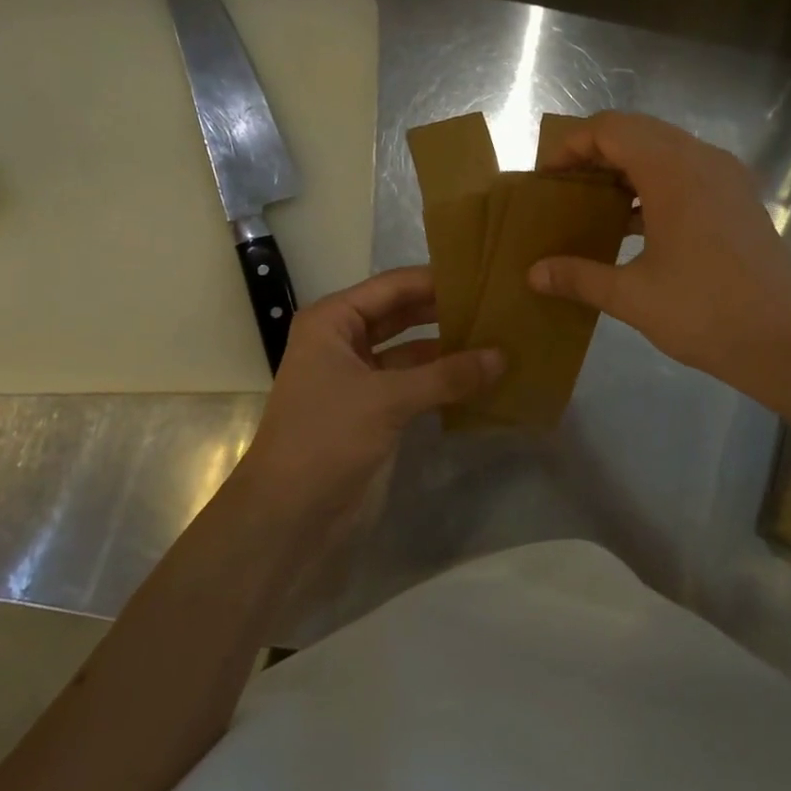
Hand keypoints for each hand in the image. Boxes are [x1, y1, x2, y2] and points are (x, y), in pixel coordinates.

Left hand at [242, 266, 502, 511]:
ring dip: (447, 348)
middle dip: (445, 312)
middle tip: (498, 305)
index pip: (393, 286)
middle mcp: (343, 341)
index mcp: (333, 321)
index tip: (485, 275)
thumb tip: (503, 356)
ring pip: (411, 351)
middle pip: (403, 314)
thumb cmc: (326, 438)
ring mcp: (358, 377)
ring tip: (498, 338)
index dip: (437, 280)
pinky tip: (480, 378)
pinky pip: (413, 384)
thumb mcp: (387, 399)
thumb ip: (446, 375)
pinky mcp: (372, 410)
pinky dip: (441, 381)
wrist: (288, 516)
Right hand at [527, 113, 790, 408]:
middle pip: (637, 132)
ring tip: (592, 206)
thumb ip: (579, 277)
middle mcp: (702, 160)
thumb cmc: (708, 312)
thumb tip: (533, 274)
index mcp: (673, 171)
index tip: (546, 178)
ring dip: (625, 169)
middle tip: (564, 189)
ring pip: (664, 151)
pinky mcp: (739, 200)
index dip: (572, 145)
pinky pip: (686, 174)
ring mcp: (726, 178)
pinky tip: (633, 226)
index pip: (611, 129)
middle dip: (595, 154)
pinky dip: (653, 187)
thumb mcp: (633, 297)